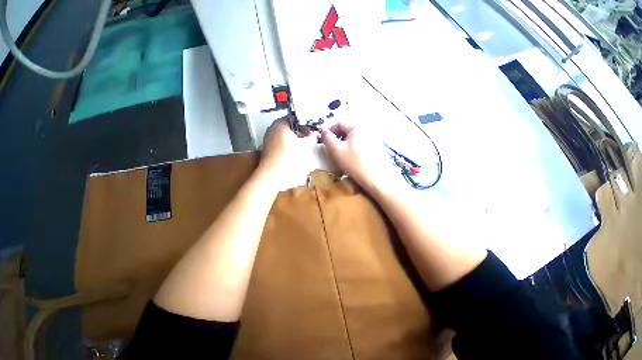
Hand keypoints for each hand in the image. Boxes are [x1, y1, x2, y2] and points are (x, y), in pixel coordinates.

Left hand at [261, 117, 318, 175]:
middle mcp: (272, 128)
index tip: (312, 130)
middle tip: (309, 138)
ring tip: (303, 145)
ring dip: (295, 138)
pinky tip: (294, 152)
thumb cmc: (289, 155)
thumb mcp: (305, 146)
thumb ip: (312, 137)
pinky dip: (288, 144)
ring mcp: (268, 138)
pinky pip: (280, 142)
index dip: (305, 123)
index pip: (295, 118)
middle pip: (289, 126)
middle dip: (300, 131)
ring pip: (285, 135)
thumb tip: (316, 133)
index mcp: (280, 123)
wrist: (273, 172)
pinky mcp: (268, 147)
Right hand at [322, 123, 404, 194]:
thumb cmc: (355, 163)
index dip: (329, 129)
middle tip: (330, 148)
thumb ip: (328, 138)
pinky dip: (353, 148)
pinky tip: (352, 159)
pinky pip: (361, 145)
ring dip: (344, 143)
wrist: (377, 179)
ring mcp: (374, 140)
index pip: (340, 123)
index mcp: (358, 127)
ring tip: (340, 154)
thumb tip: (324, 130)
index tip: (323, 139)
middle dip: (337, 137)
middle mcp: (367, 130)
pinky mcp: (377, 149)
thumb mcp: (337, 150)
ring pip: (354, 139)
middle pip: (348, 130)